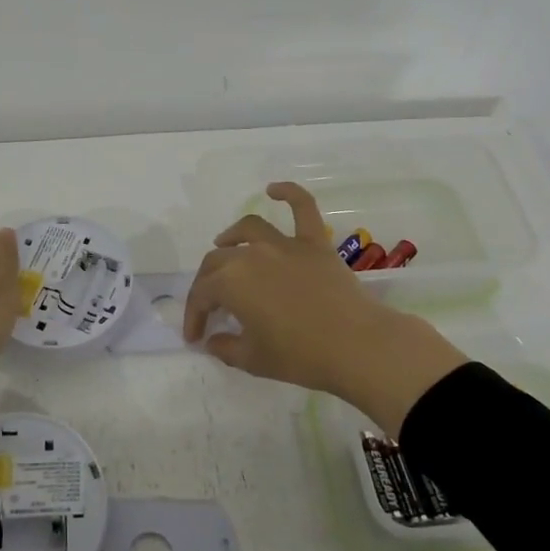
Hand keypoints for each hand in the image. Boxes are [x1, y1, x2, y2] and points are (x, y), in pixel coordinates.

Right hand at [182, 182, 465, 433]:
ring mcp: (285, 244)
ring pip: (249, 230)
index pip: (201, 294)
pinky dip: (289, 193)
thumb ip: (225, 348)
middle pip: (218, 260)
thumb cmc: (299, 356)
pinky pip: (303, 208)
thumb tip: (212, 340)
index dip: (193, 315)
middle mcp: (251, 254)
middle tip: (210, 305)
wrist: (356, 346)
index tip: (195, 337)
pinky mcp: (315, 243)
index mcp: (230, 282)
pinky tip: (274, 189)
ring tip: (225, 244)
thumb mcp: (252, 360)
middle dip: (207, 283)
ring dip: (232, 236)